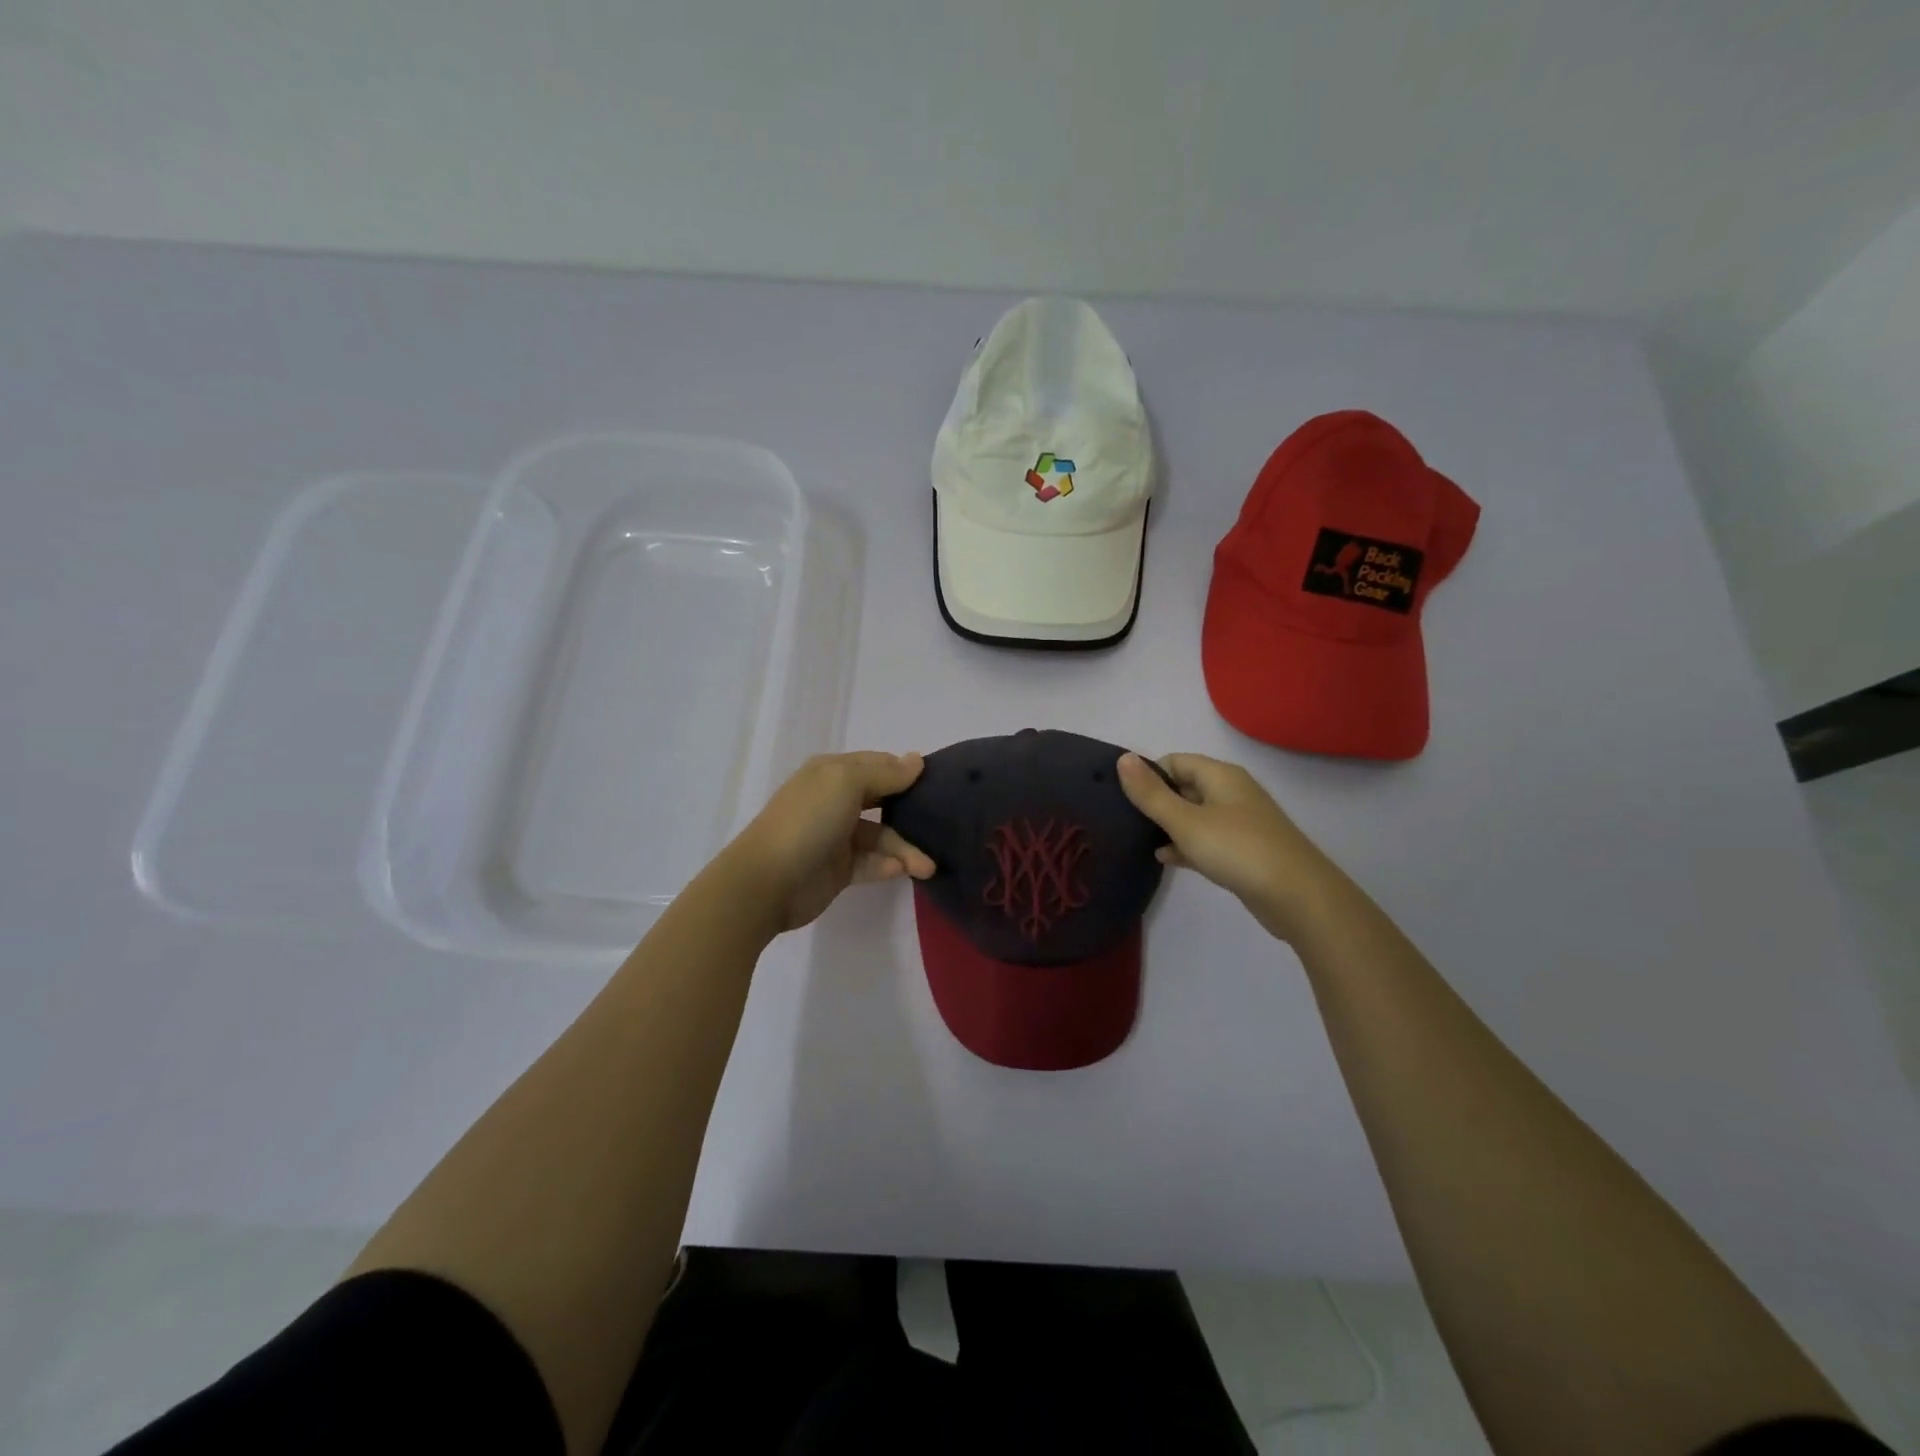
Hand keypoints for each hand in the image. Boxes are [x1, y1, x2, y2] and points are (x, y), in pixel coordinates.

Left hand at [716, 751, 935, 934]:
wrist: (767, 882)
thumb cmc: (808, 821)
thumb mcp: (846, 783)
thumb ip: (885, 772)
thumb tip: (916, 759)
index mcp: (832, 773)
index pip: (877, 765)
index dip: (905, 772)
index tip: (938, 783)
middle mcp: (835, 801)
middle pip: (883, 800)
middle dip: (911, 811)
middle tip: (943, 823)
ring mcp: (836, 836)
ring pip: (881, 836)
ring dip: (905, 849)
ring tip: (928, 867)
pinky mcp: (839, 869)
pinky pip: (871, 863)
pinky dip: (887, 866)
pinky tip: (901, 871)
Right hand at [1116, 751, 1341, 941]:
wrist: (1298, 896)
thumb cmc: (1237, 849)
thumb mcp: (1186, 821)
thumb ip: (1151, 794)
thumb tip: (1123, 759)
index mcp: (1220, 776)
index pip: (1175, 761)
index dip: (1148, 774)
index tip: (1121, 795)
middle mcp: (1231, 793)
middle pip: (1185, 787)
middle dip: (1156, 800)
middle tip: (1123, 819)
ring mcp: (1240, 823)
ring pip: (1194, 815)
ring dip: (1169, 825)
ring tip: (1136, 838)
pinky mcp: (1243, 851)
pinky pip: (1206, 840)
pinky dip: (1186, 845)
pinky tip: (1164, 859)